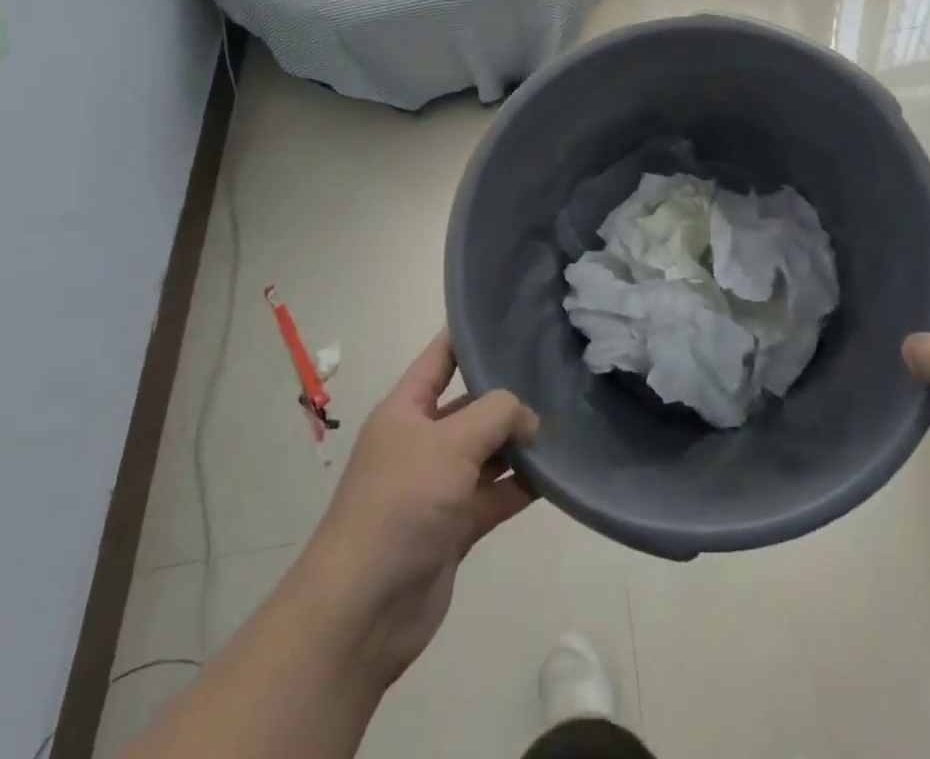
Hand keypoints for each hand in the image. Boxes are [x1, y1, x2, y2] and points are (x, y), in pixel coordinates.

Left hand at [303, 332, 539, 688]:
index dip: (471, 335)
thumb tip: (529, 418)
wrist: (363, 611)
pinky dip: (522, 485)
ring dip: (520, 442)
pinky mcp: (456, 526)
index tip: (513, 317)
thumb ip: (497, 414)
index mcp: (406, 409)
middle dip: (508, 393)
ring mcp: (439, 485)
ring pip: (488, 451)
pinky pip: (496, 494)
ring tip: (566, 421)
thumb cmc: (401, 504)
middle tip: (557, 373)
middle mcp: (422, 440)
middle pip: (471, 404)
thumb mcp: (450, 442)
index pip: (441, 357)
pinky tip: (558, 472)